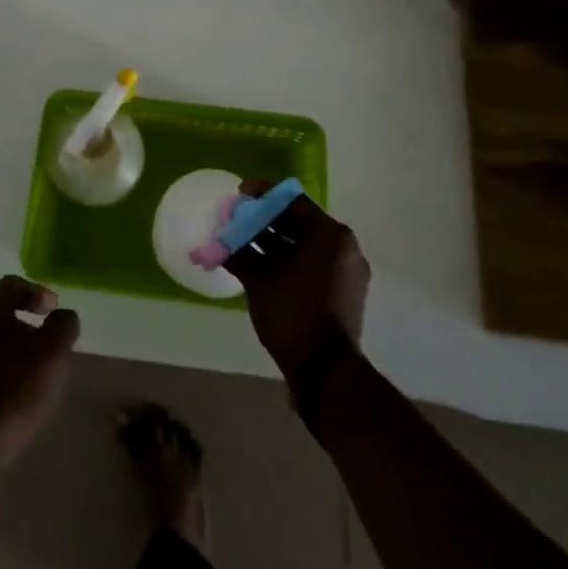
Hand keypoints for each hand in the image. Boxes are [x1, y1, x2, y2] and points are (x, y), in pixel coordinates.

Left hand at [0, 276, 79, 471]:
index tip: (53, 311)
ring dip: (3, 347)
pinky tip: (2, 394)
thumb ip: (63, 326)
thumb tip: (63, 315)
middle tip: (42, 342)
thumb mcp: (53, 355)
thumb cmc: (11, 392)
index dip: (36, 293)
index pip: (12, 285)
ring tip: (24, 372)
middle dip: (20, 321)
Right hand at [223, 183, 369, 384]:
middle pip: (299, 222)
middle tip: (238, 221)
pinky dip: (288, 261)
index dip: (262, 195)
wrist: (326, 374)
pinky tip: (261, 267)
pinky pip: (313, 264)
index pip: (293, 201)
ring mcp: (347, 272)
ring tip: (243, 244)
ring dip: (274, 242)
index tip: (239, 195)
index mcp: (330, 234)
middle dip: (266, 220)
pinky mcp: (344, 294)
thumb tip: (220, 240)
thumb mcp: (260, 278)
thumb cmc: (293, 313)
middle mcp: (344, 247)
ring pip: (305, 245)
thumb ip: (240, 251)